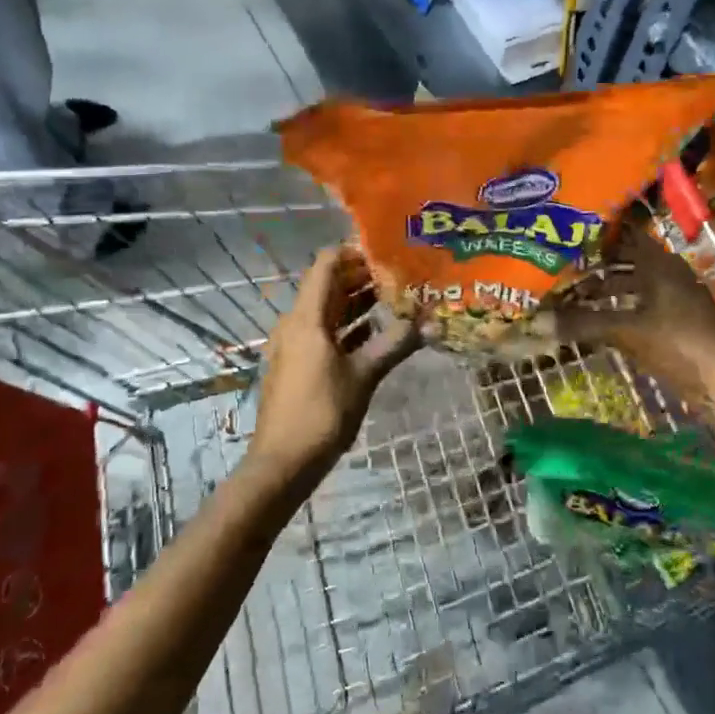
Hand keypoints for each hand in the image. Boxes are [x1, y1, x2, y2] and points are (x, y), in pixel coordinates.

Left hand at [250, 246, 417, 489]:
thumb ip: (395, 344)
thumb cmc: (322, 412)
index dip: (354, 252)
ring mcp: (294, 344)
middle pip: (328, 285)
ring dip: (357, 302)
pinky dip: (348, 326)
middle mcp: (296, 323)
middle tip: (400, 273)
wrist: (283, 463)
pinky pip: (324, 332)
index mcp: (307, 318)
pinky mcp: (298, 364)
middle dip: (362, 276)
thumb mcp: (364, 375)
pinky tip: (377, 331)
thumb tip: (430, 322)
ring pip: (328, 310)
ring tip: (395, 297)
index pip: (326, 264)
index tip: (386, 251)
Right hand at [558, 225, 714, 402]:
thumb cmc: (679, 342)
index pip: (626, 236)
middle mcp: (669, 274)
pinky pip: (644, 308)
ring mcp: (677, 300)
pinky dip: (622, 311)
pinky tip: (602, 323)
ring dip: (609, 291)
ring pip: (637, 287)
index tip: (570, 236)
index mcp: (660, 264)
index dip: (600, 236)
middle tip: (565, 270)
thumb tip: (537, 322)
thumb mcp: (628, 331)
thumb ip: (584, 323)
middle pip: (629, 263)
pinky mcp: (679, 325)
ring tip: (576, 299)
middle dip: (598, 267)